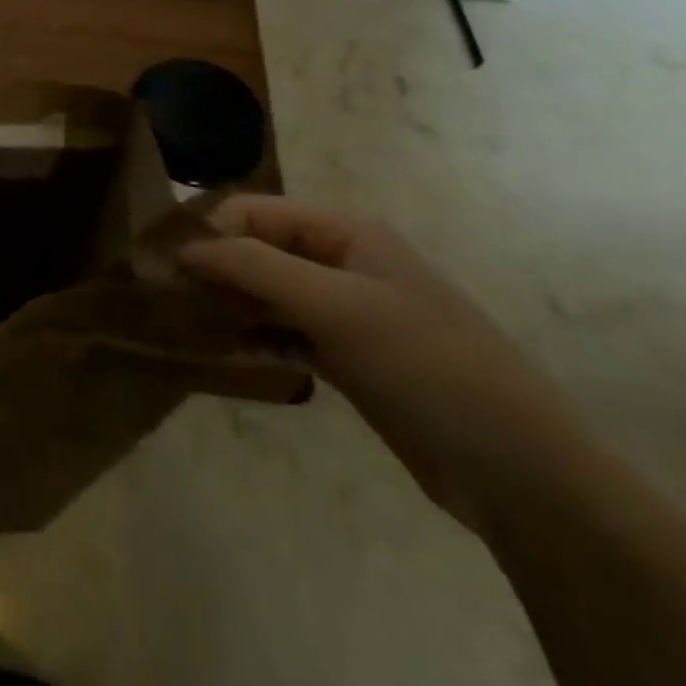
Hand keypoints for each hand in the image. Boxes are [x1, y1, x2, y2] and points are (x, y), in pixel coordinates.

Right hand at [179, 196, 589, 531]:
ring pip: (264, 292)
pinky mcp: (345, 355)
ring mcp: (345, 311)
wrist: (522, 475)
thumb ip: (255, 267)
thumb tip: (183, 248)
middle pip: (255, 249)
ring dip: (225, 304)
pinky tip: (220, 352)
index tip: (164, 267)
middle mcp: (341, 262)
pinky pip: (281, 332)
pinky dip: (250, 337)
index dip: (207, 231)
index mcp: (346, 233)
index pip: (253, 211)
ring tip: (181, 326)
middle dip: (211, 268)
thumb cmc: (428, 368)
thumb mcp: (337, 307)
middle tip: (163, 299)